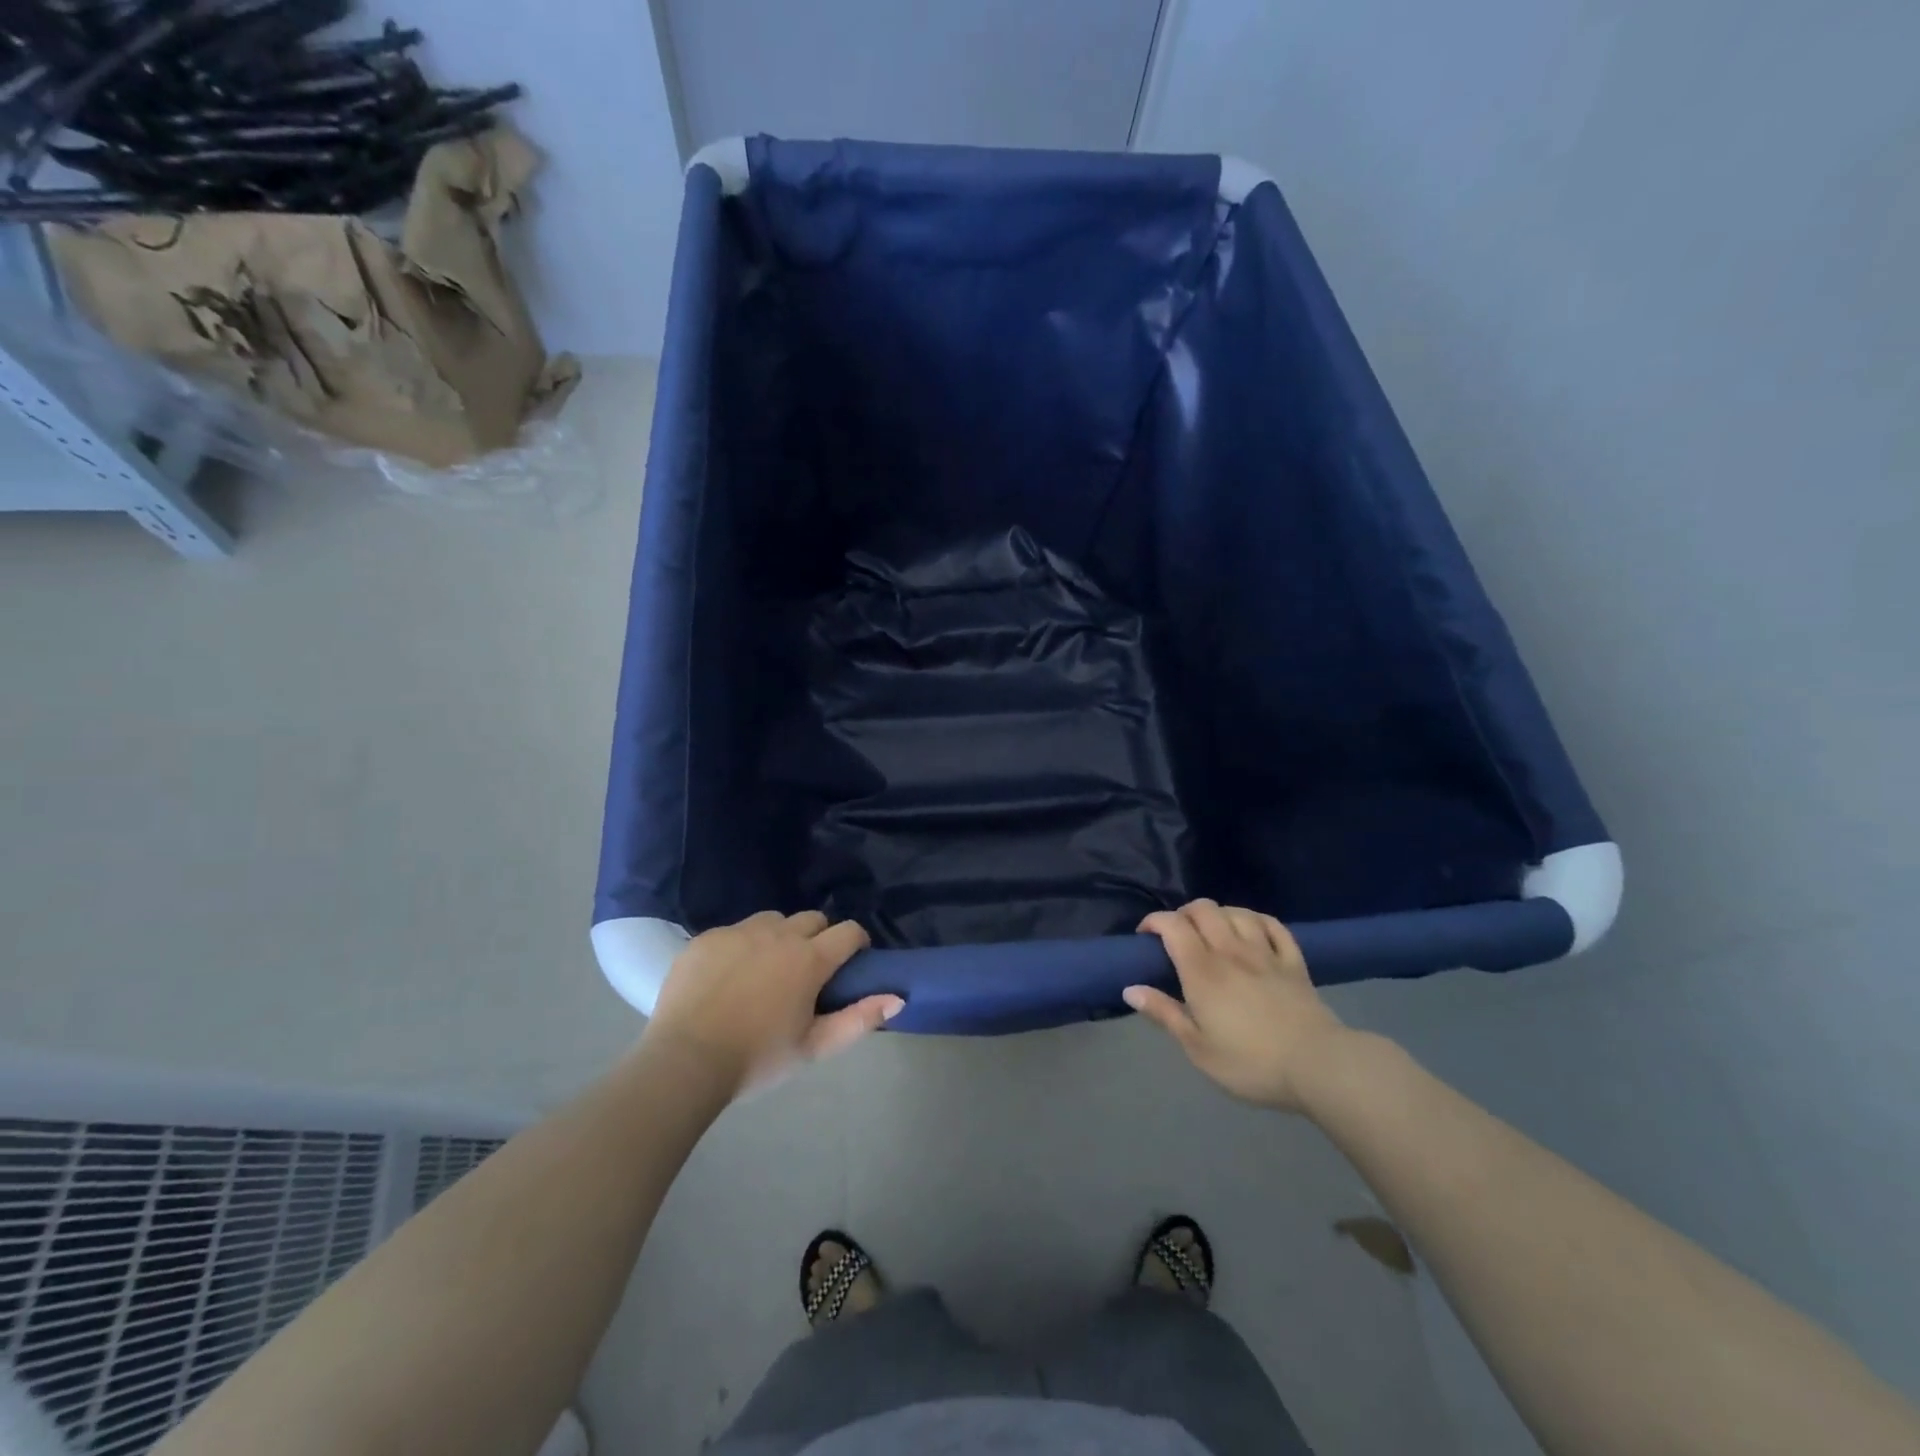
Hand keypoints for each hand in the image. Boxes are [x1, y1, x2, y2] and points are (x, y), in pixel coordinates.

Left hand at [643, 911, 901, 1097]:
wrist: (684, 1061)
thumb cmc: (757, 1058)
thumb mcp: (813, 1047)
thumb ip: (859, 1019)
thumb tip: (898, 998)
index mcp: (809, 959)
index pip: (848, 931)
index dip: (856, 941)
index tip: (852, 960)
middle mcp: (778, 934)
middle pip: (812, 918)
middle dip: (819, 936)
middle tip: (808, 970)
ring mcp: (739, 932)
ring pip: (773, 920)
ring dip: (780, 936)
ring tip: (767, 968)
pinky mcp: (707, 937)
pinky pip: (735, 930)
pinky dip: (742, 946)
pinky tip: (729, 976)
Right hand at [1126, 899, 1354, 1112]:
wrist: (1318, 1066)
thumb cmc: (1250, 1063)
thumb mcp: (1198, 1048)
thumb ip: (1164, 1014)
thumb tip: (1130, 989)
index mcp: (1202, 971)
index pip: (1173, 926)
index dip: (1154, 922)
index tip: (1145, 937)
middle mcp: (1230, 951)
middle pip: (1203, 909)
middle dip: (1184, 913)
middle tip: (1177, 935)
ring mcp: (1265, 953)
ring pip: (1237, 912)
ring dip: (1218, 914)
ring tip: (1211, 931)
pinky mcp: (1294, 962)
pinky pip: (1273, 925)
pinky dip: (1256, 919)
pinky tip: (1251, 928)